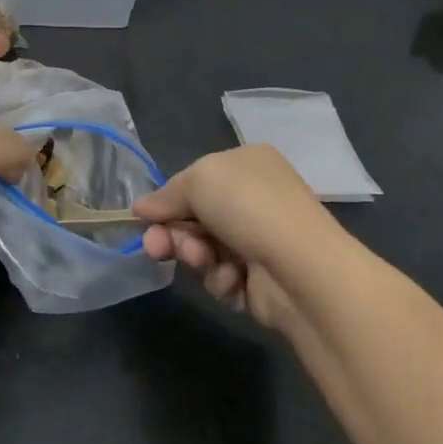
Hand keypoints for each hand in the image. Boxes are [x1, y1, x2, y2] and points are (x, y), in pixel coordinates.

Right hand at [135, 145, 337, 333]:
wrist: (301, 268)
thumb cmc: (249, 208)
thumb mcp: (200, 180)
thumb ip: (167, 193)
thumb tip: (141, 208)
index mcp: (247, 163)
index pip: (196, 180)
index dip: (169, 200)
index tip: (146, 219)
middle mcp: (255, 198)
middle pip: (195, 218)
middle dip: (173, 234)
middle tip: (156, 248)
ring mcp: (260, 239)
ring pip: (204, 250)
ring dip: (196, 257)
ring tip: (205, 261)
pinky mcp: (260, 278)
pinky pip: (222, 278)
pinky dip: (221, 280)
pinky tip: (234, 279)